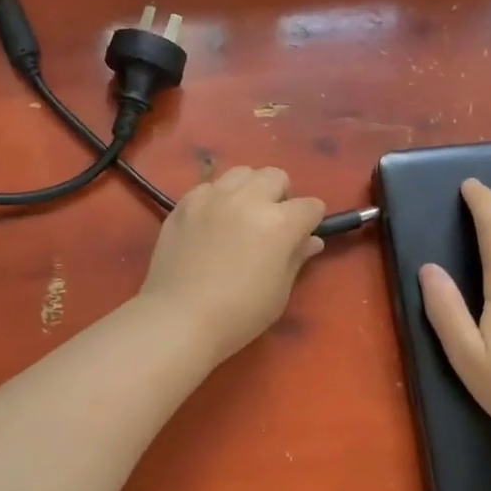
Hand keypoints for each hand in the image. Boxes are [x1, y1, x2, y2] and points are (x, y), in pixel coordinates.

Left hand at [139, 167, 326, 362]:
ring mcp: (212, 197)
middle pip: (276, 176)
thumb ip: (296, 258)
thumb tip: (311, 241)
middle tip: (272, 223)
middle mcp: (247, 200)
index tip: (303, 236)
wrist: (179, 318)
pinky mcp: (185, 203)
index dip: (311, 221)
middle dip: (281, 196)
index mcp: (279, 223)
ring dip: (249, 190)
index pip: (310, 206)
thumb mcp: (279, 292)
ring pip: (241, 173)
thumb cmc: (238, 314)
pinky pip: (209, 186)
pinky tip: (211, 223)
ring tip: (241, 216)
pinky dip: (217, 198)